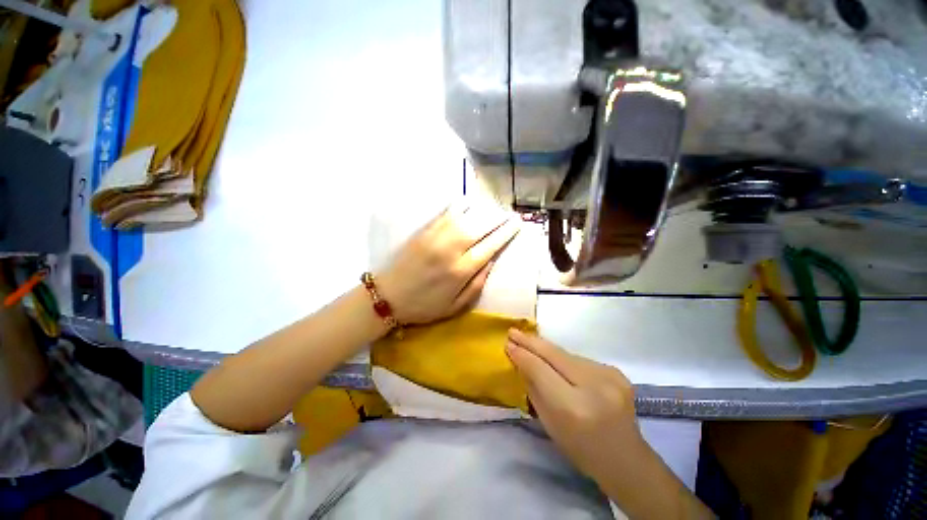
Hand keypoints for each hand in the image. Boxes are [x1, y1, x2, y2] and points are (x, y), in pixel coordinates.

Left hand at [377, 202, 519, 324]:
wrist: (388, 297)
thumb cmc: (424, 306)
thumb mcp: (455, 306)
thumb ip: (477, 285)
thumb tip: (490, 261)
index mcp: (461, 271)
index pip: (490, 246)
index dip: (505, 233)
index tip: (516, 223)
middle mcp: (451, 250)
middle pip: (480, 227)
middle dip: (498, 218)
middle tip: (509, 214)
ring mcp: (435, 237)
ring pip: (464, 216)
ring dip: (481, 210)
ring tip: (492, 208)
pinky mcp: (423, 232)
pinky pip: (444, 214)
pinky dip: (459, 207)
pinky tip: (467, 204)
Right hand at [505, 329, 645, 480]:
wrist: (626, 460)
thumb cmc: (581, 449)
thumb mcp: (549, 423)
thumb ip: (533, 388)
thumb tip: (519, 359)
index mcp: (574, 407)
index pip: (540, 369)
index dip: (523, 354)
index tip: (507, 343)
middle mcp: (594, 386)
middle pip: (555, 354)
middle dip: (531, 341)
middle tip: (513, 331)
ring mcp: (609, 376)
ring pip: (567, 354)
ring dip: (547, 349)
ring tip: (530, 342)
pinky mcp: (617, 372)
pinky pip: (580, 359)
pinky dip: (564, 358)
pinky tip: (555, 360)